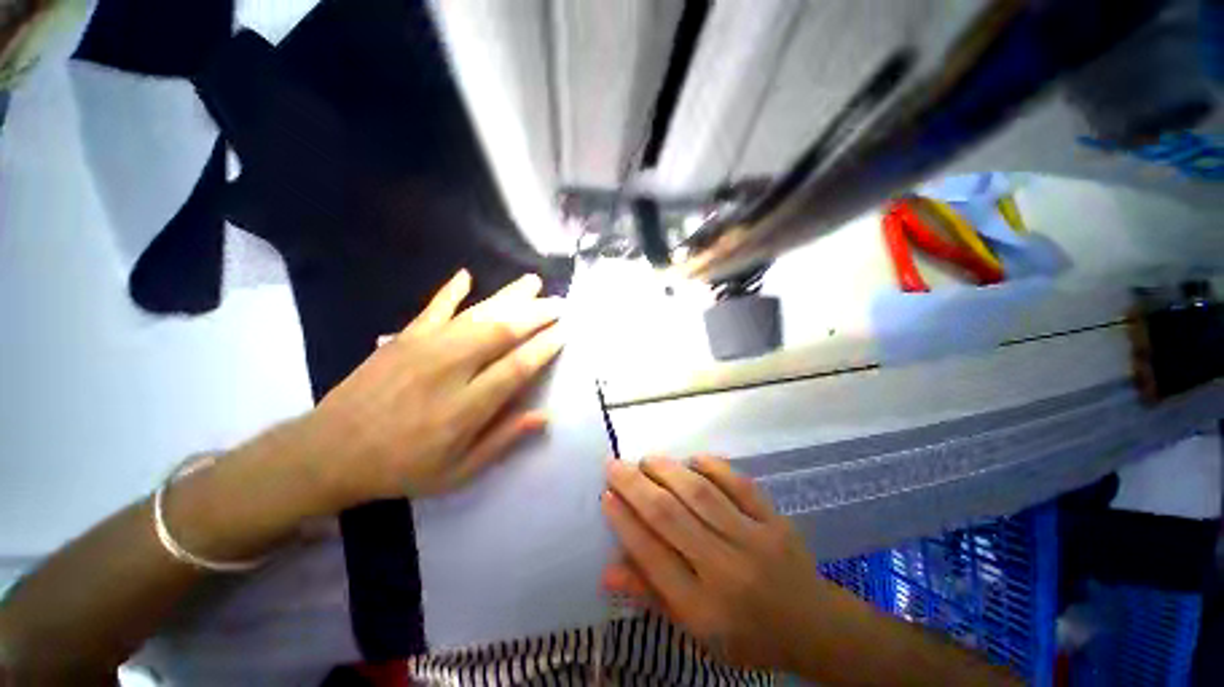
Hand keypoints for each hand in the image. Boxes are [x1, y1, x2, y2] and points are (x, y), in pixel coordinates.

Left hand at [295, 269, 564, 507]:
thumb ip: (502, 441)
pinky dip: (451, 290)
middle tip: (559, 303)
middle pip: (501, 332)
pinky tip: (467, 275)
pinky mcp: (402, 338)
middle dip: (535, 314)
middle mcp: (449, 370)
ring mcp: (423, 348)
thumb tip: (543, 416)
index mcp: (464, 407)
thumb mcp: (457, 472)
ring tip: (533, 281)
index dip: (543, 348)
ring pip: (476, 314)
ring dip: (508, 296)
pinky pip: (433, 308)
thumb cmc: (400, 468)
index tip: (564, 332)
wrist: (327, 453)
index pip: (516, 368)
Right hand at [601, 457, 828, 671]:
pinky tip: (692, 459)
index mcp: (703, 607)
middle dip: (635, 486)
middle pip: (670, 517)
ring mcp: (754, 539)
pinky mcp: (775, 520)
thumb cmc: (746, 635)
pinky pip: (739, 484)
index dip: (624, 521)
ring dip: (667, 471)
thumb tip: (607, 571)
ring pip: (701, 494)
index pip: (652, 556)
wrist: (813, 627)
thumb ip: (652, 596)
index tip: (606, 494)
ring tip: (645, 459)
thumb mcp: (696, 631)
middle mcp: (725, 569)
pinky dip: (713, 466)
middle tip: (614, 465)